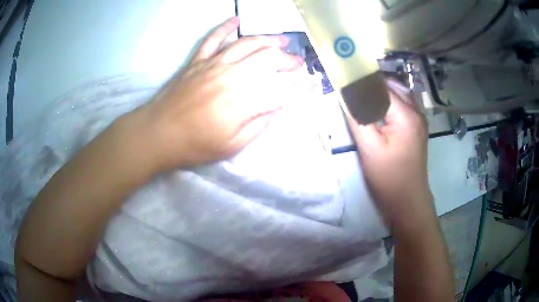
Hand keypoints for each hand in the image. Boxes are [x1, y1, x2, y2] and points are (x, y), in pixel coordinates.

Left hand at [140, 17, 308, 167]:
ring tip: (282, 41)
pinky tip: (237, 20)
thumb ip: (259, 124)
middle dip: (289, 60)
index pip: (282, 89)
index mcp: (244, 100)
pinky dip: (226, 27)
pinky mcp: (198, 60)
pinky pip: (214, 38)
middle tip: (298, 63)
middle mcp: (233, 75)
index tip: (313, 84)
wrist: (158, 134)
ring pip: (248, 43)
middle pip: (269, 59)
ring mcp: (213, 64)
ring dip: (269, 40)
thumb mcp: (233, 145)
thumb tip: (277, 106)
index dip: (301, 87)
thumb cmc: (196, 145)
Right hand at [349, 80, 431, 227]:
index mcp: (406, 114)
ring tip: (361, 94)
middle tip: (350, 85)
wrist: (408, 200)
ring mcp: (419, 119)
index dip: (362, 80)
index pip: (381, 85)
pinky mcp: (418, 127)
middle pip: (391, 85)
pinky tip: (377, 108)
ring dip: (380, 90)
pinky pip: (403, 104)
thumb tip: (345, 93)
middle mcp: (416, 110)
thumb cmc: (388, 177)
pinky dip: (389, 100)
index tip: (344, 77)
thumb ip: (357, 117)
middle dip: (371, 83)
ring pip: (398, 93)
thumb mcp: (369, 148)